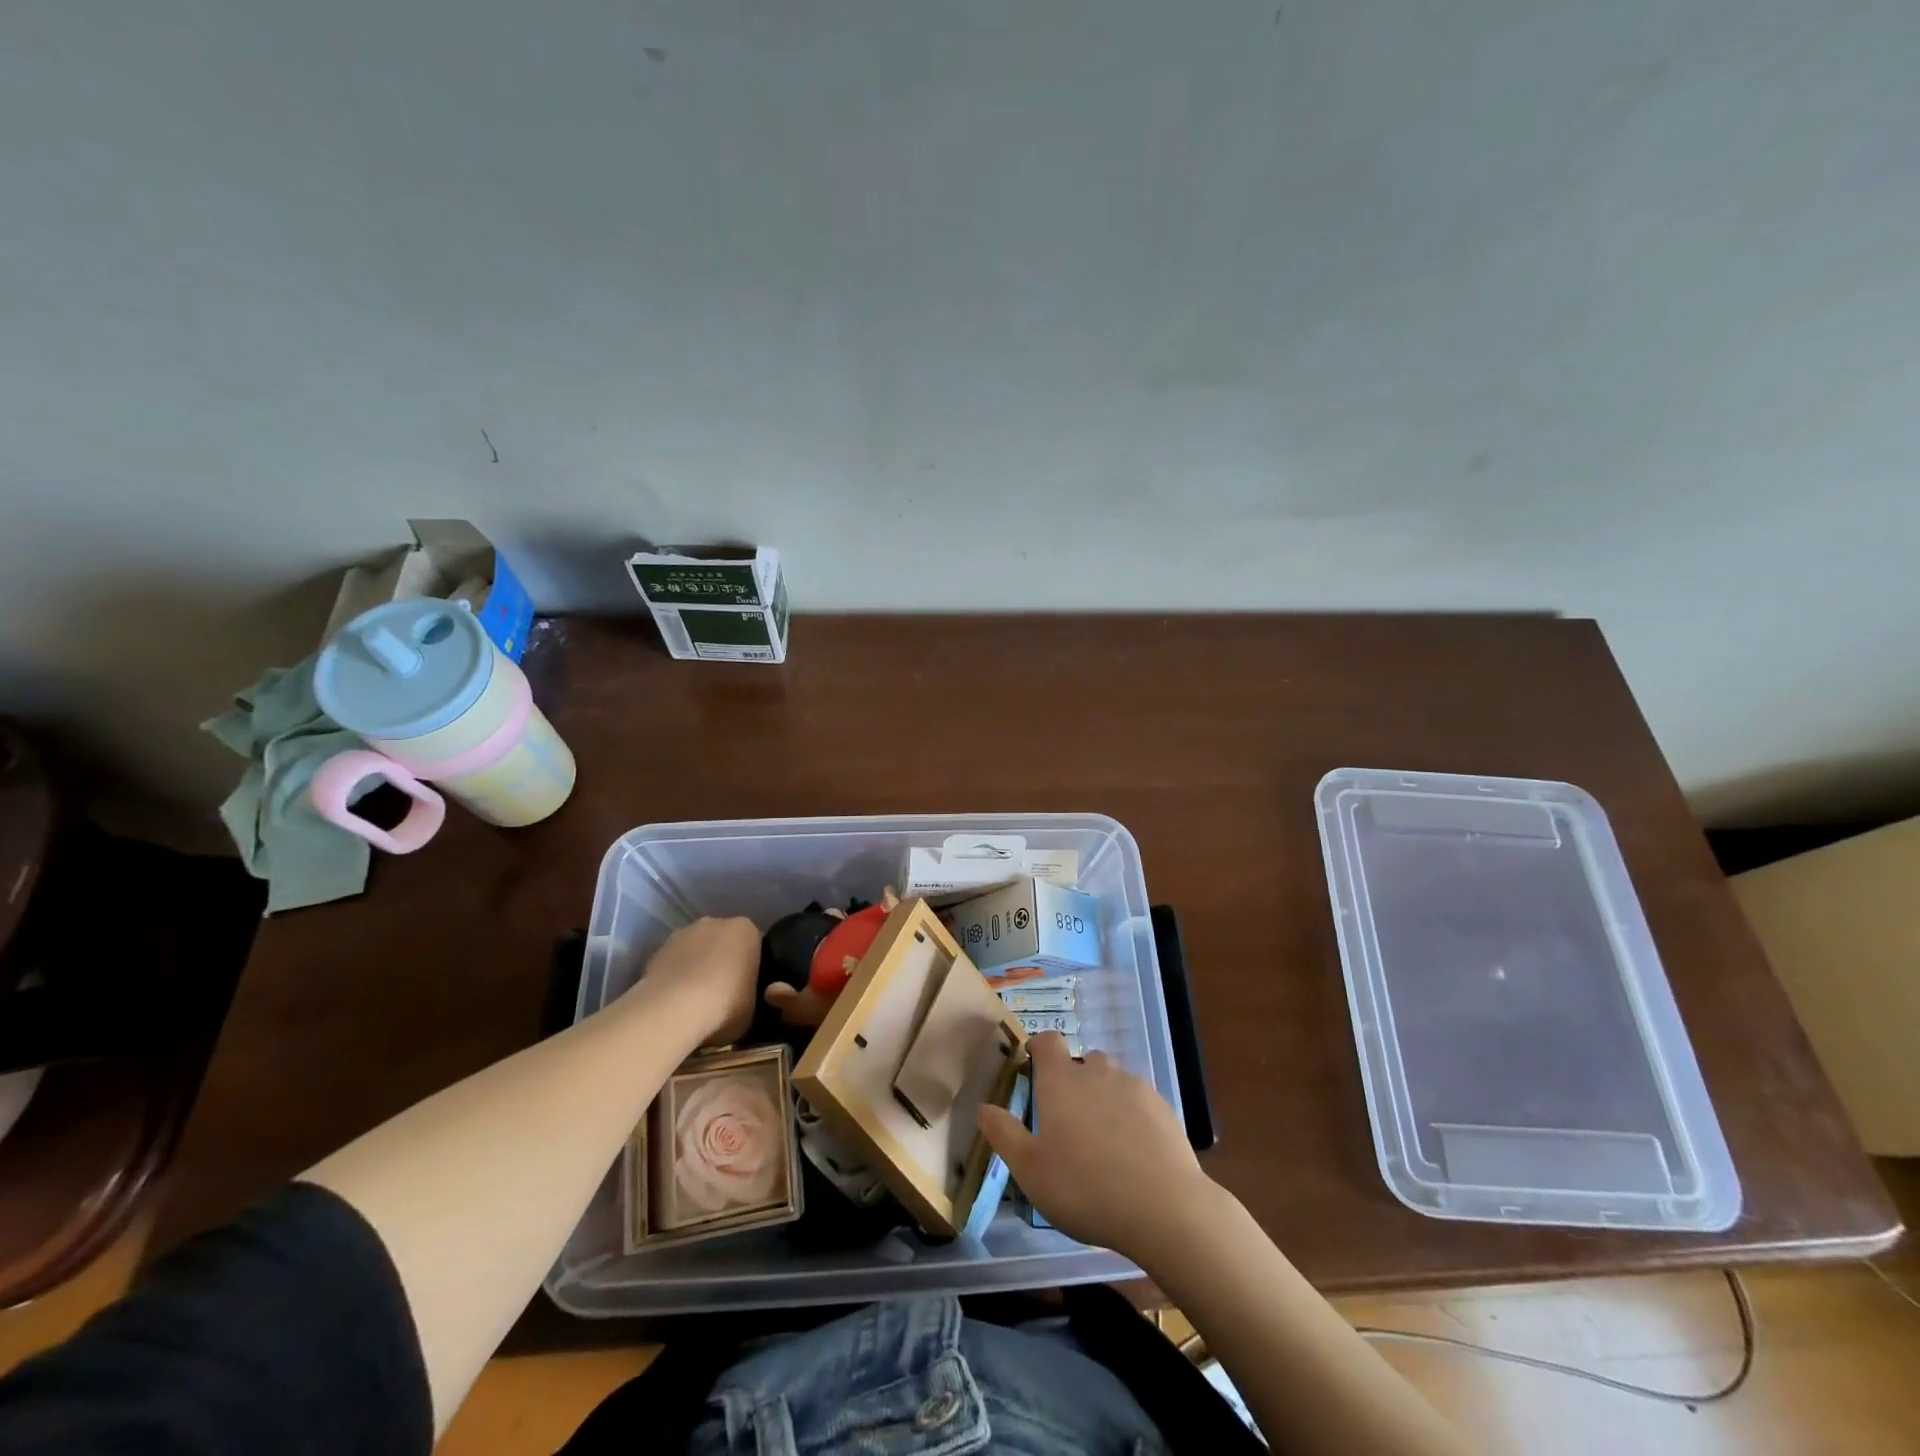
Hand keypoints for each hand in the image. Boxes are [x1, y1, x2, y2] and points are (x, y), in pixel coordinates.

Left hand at [634, 917, 759, 1046]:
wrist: (674, 1009)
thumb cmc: (725, 1004)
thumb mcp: (753, 1005)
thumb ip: (749, 991)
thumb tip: (740, 996)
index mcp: (746, 930)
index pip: (752, 943)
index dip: (748, 965)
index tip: (744, 987)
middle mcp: (715, 922)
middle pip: (721, 941)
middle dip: (720, 960)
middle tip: (720, 993)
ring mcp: (682, 933)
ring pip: (694, 949)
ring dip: (694, 966)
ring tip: (692, 1000)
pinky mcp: (656, 950)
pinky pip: (671, 963)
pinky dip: (672, 977)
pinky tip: (672, 1001)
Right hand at [978, 1032, 1211, 1259]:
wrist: (1163, 1208)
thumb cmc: (1084, 1188)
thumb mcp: (1030, 1170)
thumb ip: (1004, 1134)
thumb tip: (984, 1108)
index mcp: (1061, 1081)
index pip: (1048, 1042)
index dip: (1039, 1047)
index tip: (1033, 1062)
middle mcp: (1097, 1073)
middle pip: (1083, 1061)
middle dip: (1074, 1079)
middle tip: (1068, 1118)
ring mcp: (1134, 1087)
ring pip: (1113, 1080)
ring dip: (1104, 1096)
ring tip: (1102, 1137)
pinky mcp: (1162, 1108)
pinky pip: (1139, 1101)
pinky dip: (1131, 1115)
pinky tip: (1133, 1151)